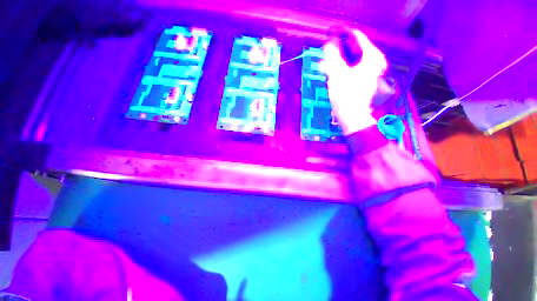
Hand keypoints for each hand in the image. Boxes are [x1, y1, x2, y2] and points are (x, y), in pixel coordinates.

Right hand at [320, 29, 387, 134]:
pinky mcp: (365, 80)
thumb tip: (328, 44)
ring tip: (327, 65)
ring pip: (352, 60)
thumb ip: (332, 56)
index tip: (329, 36)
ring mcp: (370, 72)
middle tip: (326, 55)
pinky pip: (353, 69)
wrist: (352, 117)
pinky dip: (343, 69)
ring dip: (339, 61)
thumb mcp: (337, 74)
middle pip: (354, 49)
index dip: (341, 35)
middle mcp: (374, 61)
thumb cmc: (346, 96)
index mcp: (372, 56)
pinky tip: (334, 74)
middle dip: (338, 51)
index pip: (356, 36)